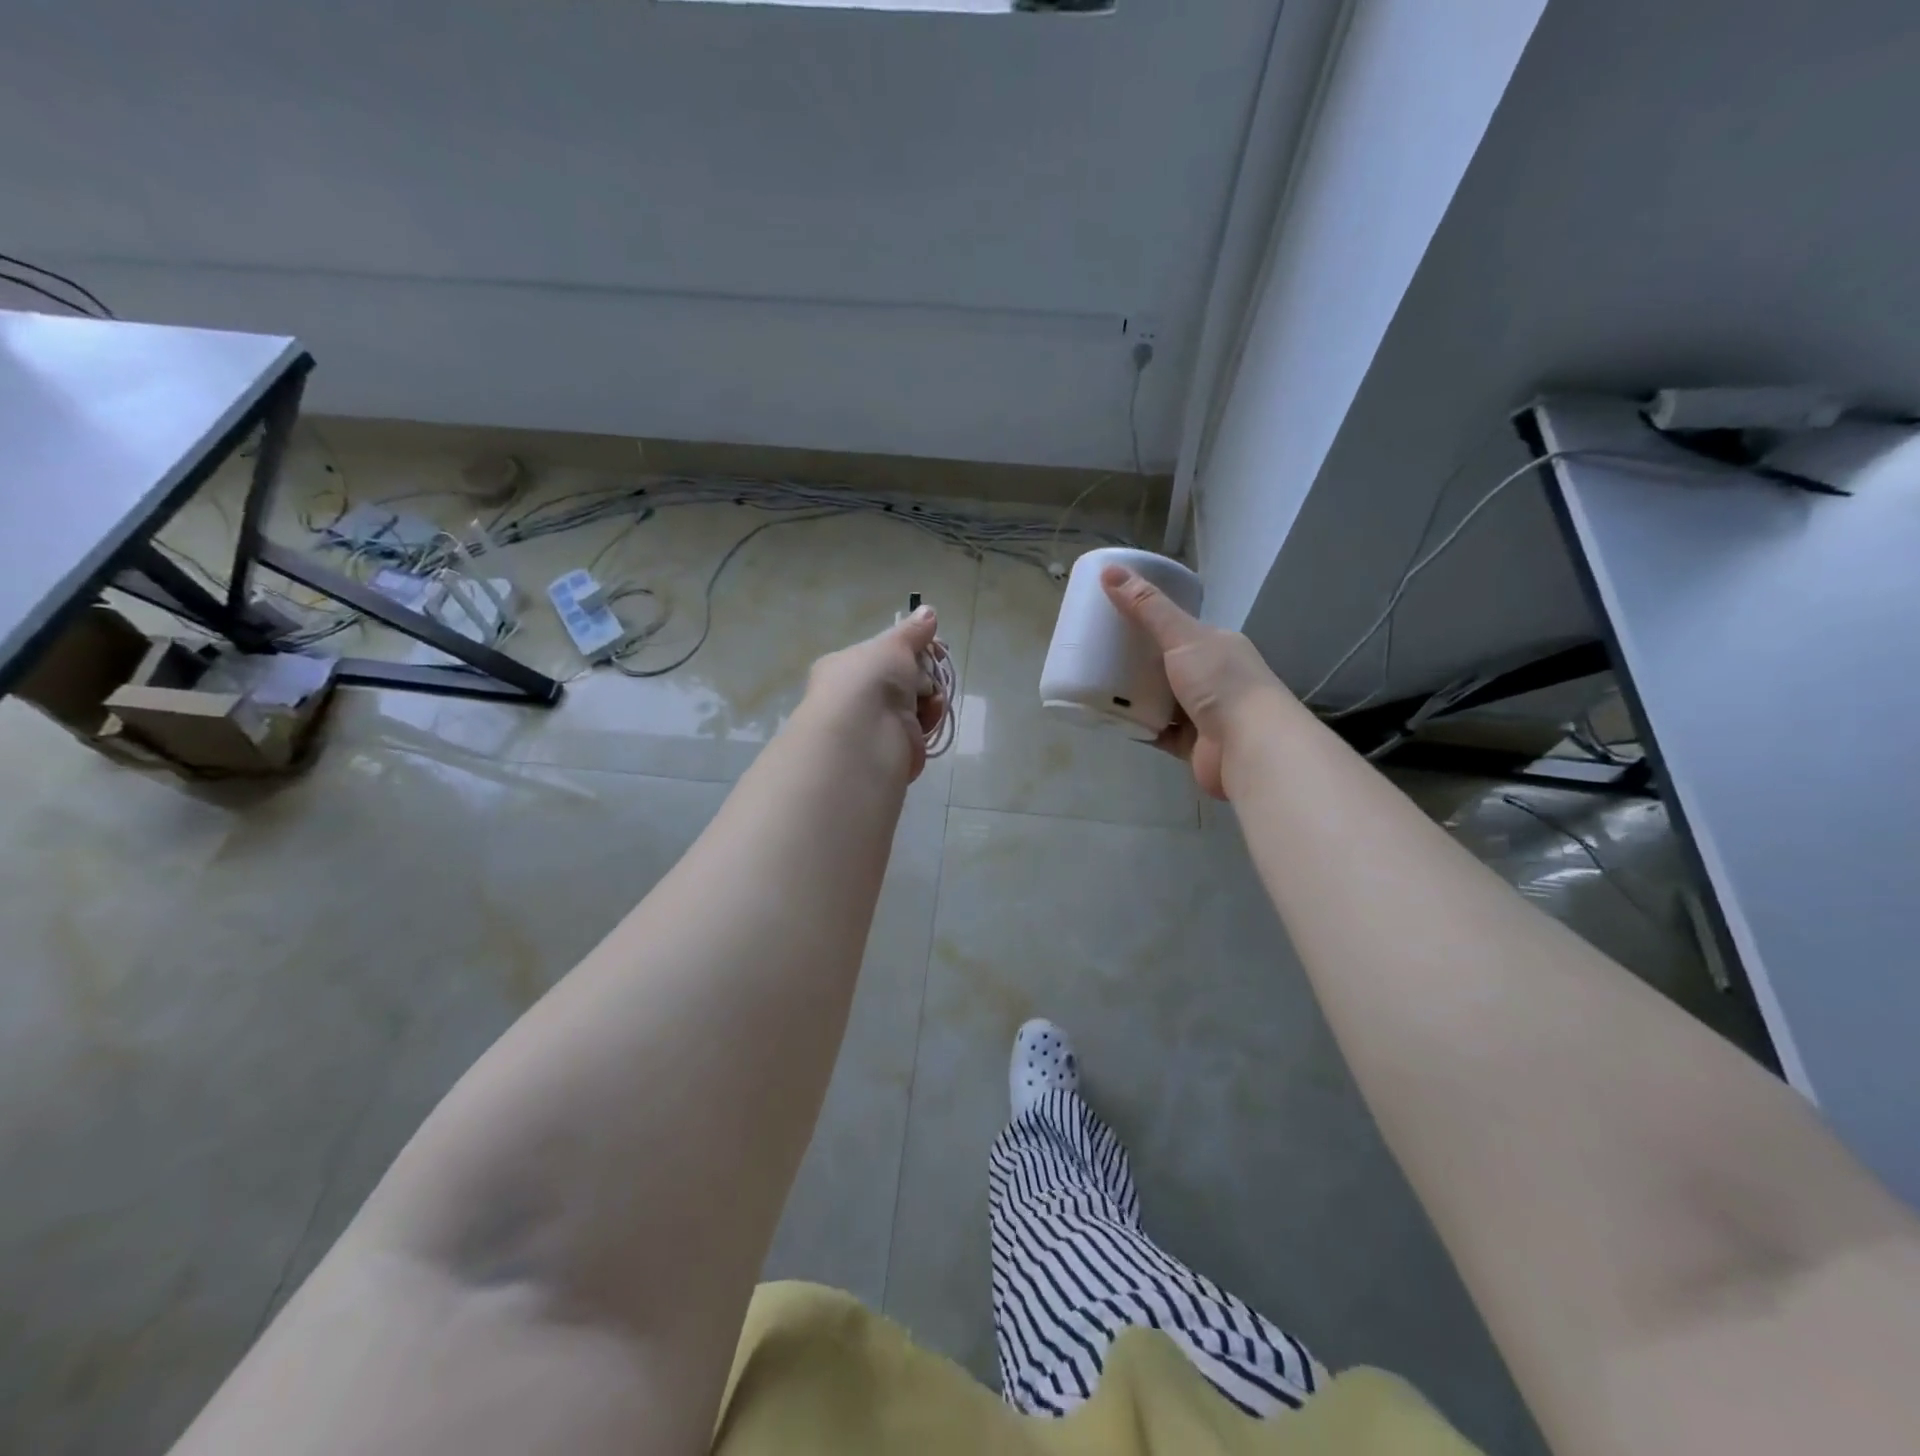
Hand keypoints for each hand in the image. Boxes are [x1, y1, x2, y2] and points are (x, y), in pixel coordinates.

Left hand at [799, 606, 945, 781]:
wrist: (864, 738)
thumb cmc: (871, 681)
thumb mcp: (893, 646)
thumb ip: (912, 631)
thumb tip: (928, 611)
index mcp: (846, 666)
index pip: (883, 653)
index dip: (911, 648)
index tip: (934, 644)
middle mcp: (857, 695)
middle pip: (902, 678)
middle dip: (923, 673)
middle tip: (935, 668)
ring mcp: (876, 723)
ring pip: (914, 703)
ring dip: (930, 696)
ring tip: (932, 695)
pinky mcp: (895, 747)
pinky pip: (920, 727)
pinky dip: (930, 719)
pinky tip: (931, 714)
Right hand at [1101, 565, 1289, 800]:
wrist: (1250, 747)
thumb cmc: (1220, 683)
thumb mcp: (1182, 636)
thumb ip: (1147, 608)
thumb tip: (1109, 571)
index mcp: (1218, 646)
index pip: (1182, 629)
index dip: (1152, 621)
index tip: (1117, 618)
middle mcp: (1215, 678)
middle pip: (1169, 665)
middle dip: (1138, 661)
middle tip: (1100, 653)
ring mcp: (1204, 713)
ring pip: (1162, 700)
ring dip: (1137, 695)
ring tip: (1099, 684)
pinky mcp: (1192, 744)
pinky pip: (1158, 731)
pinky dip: (1138, 726)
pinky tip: (1112, 718)